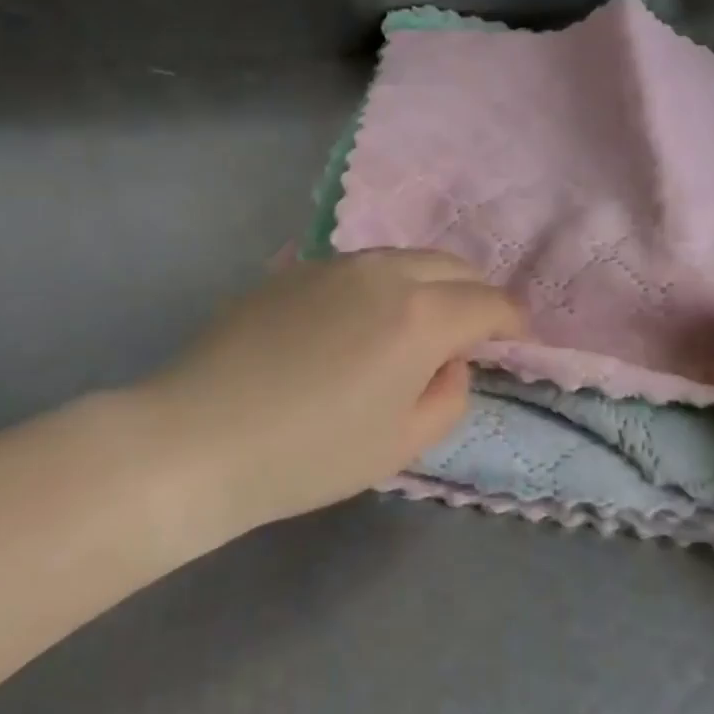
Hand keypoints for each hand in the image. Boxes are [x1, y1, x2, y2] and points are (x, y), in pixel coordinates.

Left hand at [146, 250, 525, 534]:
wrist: (197, 438)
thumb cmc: (309, 454)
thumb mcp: (401, 444)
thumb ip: (450, 395)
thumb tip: (452, 360)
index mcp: (420, 315)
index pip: (488, 303)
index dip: (512, 322)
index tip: (516, 340)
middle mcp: (383, 273)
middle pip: (452, 266)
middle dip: (475, 294)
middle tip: (474, 331)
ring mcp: (334, 264)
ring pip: (405, 259)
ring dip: (429, 284)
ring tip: (420, 322)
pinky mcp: (294, 269)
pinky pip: (360, 267)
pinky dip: (383, 285)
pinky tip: (361, 322)